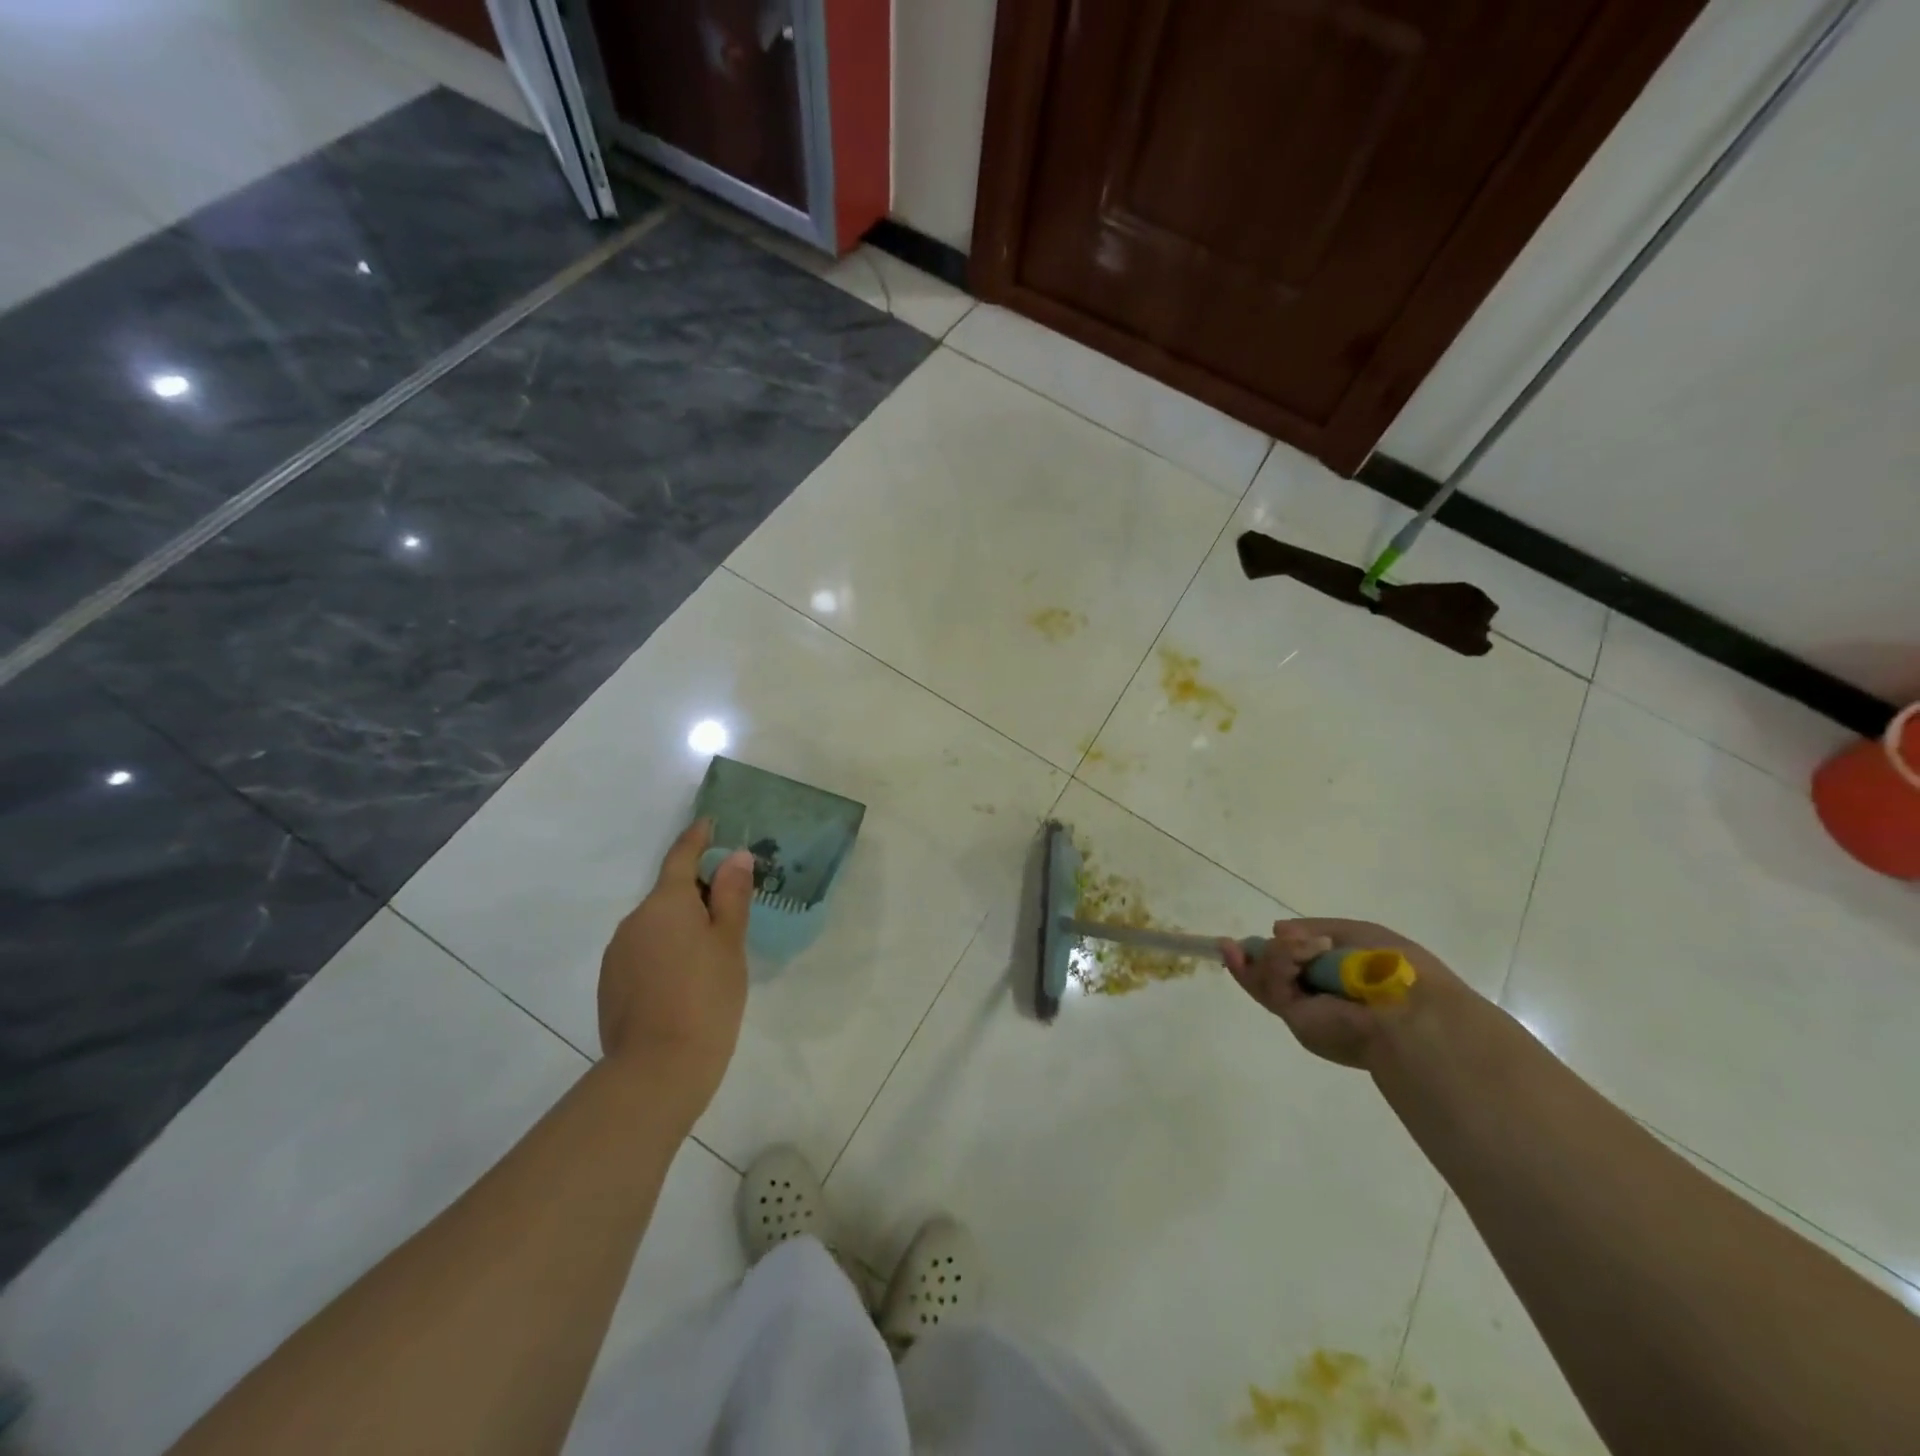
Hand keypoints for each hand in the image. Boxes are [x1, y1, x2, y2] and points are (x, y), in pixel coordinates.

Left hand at [598, 820, 755, 1115]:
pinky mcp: (611, 984)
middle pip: (669, 894)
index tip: (709, 823)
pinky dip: (664, 953)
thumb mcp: (730, 943)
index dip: (697, 838)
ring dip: (680, 926)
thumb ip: (731, 895)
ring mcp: (618, 953)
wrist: (657, 1070)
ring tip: (710, 954)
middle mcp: (634, 920)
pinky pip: (643, 952)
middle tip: (730, 909)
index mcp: (666, 903)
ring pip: (655, 926)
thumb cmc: (707, 997)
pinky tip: (684, 982)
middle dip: (696, 894)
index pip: (681, 856)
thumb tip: (735, 856)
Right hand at [1222, 918, 1460, 1069]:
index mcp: (1338, 980)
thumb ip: (1314, 929)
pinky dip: (1281, 961)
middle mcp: (1317, 998)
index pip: (1297, 965)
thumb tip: (1277, 930)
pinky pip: (1271, 983)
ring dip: (1278, 955)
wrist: (1408, 1010)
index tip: (1259, 935)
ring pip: (1265, 976)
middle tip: (1228, 944)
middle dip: (1249, 958)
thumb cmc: (1392, 967)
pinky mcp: (1294, 1018)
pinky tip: (1302, 953)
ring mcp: (1304, 1010)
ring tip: (1305, 948)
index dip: (1276, 950)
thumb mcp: (1358, 933)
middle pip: (1269, 975)